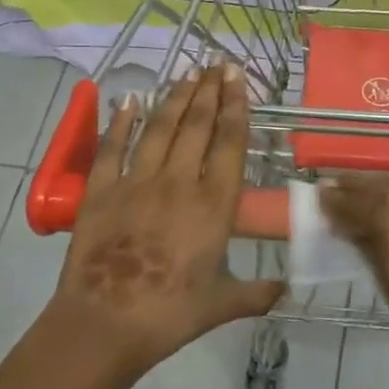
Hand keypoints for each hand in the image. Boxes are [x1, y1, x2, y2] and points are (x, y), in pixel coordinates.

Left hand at [28, 64, 283, 385]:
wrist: (105, 324)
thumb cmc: (171, 313)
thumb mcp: (224, 304)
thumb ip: (258, 293)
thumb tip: (287, 289)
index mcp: (215, 205)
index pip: (230, 144)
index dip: (236, 107)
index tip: (238, 79)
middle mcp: (179, 183)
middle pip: (197, 126)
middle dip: (210, 91)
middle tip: (217, 64)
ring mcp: (137, 183)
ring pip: (160, 129)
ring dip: (175, 98)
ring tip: (187, 74)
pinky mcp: (101, 192)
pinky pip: (113, 148)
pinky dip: (121, 122)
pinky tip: (129, 100)